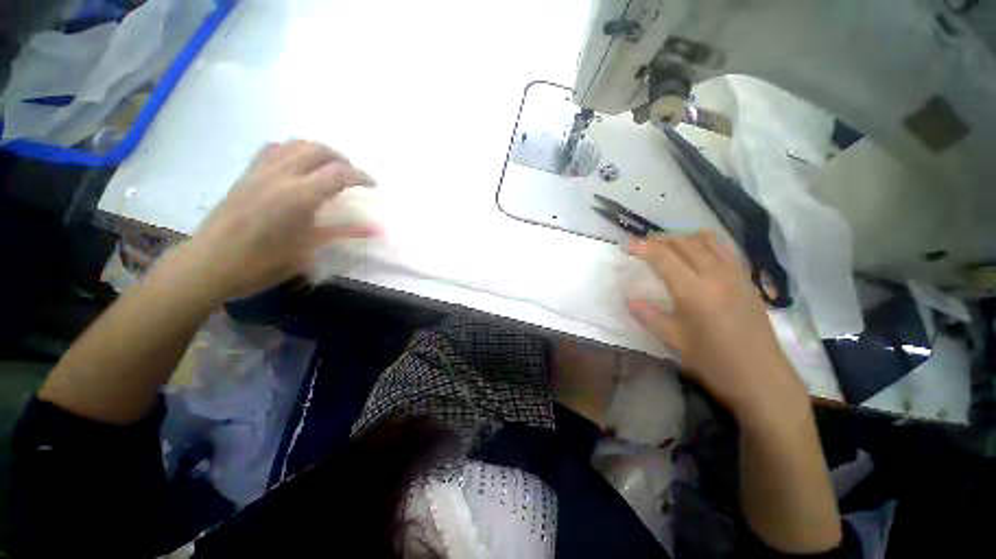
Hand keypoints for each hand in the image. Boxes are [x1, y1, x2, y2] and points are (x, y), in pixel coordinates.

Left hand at [184, 140, 376, 300]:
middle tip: (352, 176)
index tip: (374, 185)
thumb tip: (377, 230)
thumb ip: (345, 232)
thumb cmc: (265, 262)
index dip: (361, 176)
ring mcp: (260, 171)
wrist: (211, 263)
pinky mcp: (246, 174)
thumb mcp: (310, 248)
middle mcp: (281, 175)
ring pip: (294, 144)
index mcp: (300, 195)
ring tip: (328, 168)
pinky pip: (272, 149)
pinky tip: (297, 166)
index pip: (339, 174)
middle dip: (341, 159)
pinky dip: (292, 150)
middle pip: (318, 150)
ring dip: (318, 151)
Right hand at [626, 231, 806, 422]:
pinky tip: (697, 252)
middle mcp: (715, 275)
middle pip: (684, 243)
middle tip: (642, 245)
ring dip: (681, 238)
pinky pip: (724, 249)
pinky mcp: (746, 280)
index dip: (642, 247)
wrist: (763, 379)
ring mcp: (735, 275)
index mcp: (694, 291)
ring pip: (705, 241)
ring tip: (666, 246)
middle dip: (659, 239)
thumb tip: (629, 299)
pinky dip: (705, 243)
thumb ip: (649, 316)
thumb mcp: (675, 342)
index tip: (626, 246)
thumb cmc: (714, 363)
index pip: (663, 257)